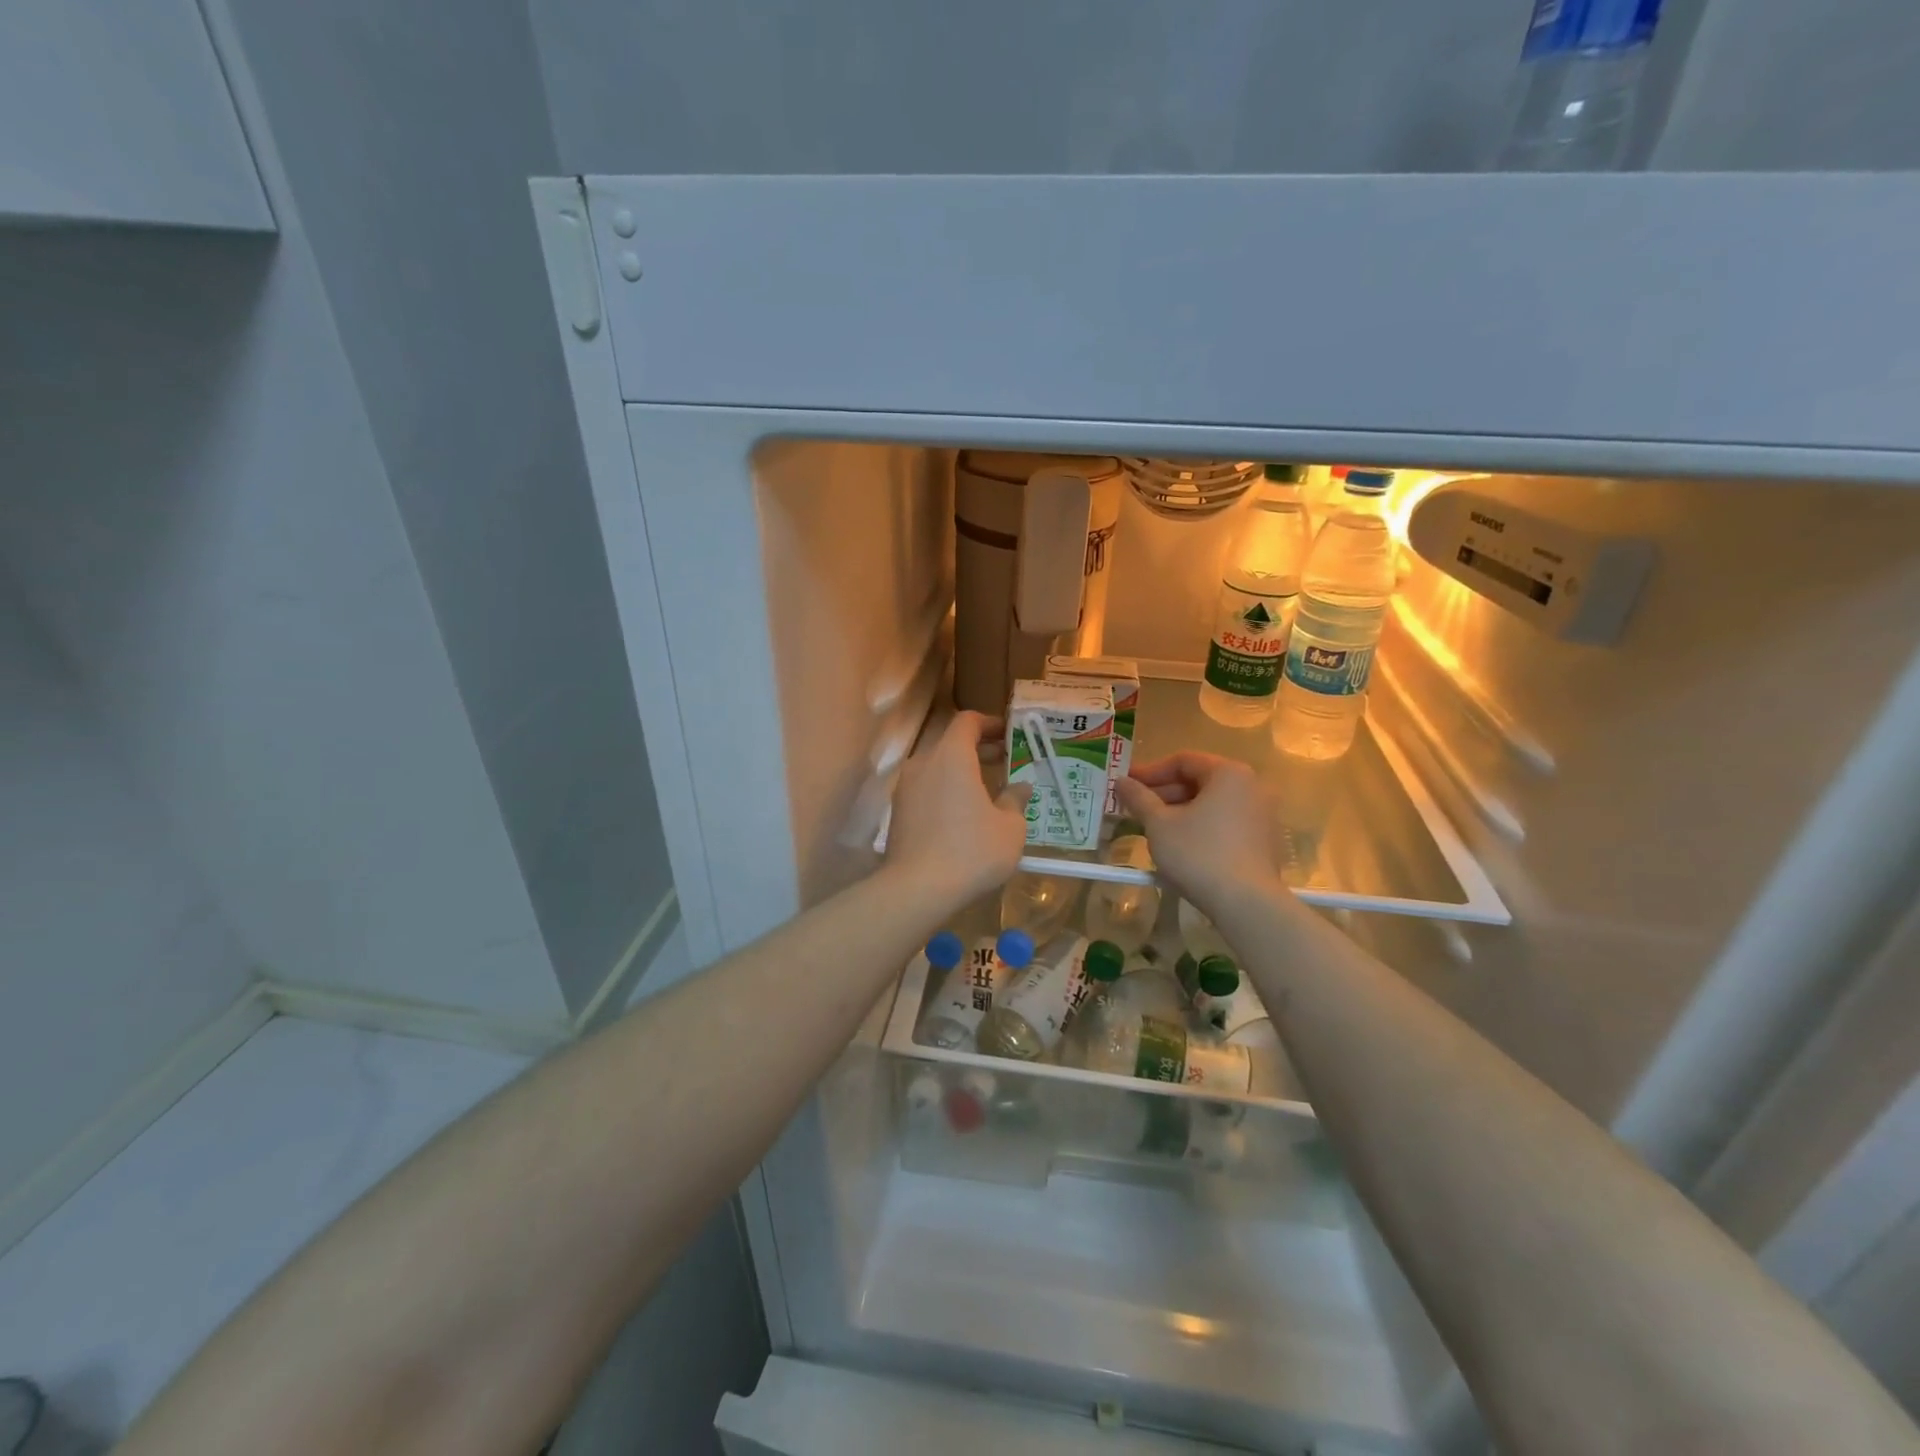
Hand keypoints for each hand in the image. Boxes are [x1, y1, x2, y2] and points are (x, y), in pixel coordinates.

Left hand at [885, 711, 1030, 910]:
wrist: (917, 889)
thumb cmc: (971, 852)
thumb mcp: (1009, 828)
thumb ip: (1015, 801)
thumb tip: (1020, 787)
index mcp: (951, 756)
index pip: (967, 721)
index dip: (990, 723)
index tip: (1009, 734)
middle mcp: (923, 762)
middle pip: (950, 742)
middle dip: (978, 748)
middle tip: (1004, 761)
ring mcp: (905, 787)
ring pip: (936, 766)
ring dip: (960, 771)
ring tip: (985, 791)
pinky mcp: (898, 811)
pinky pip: (925, 789)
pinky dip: (944, 790)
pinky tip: (961, 815)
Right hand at [1115, 752, 1283, 916]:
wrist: (1246, 903)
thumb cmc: (1198, 854)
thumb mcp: (1159, 824)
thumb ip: (1138, 797)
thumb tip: (1120, 781)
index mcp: (1228, 773)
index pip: (1183, 761)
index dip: (1150, 772)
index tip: (1126, 785)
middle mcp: (1252, 786)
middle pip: (1199, 780)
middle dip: (1164, 793)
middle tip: (1136, 808)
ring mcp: (1262, 814)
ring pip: (1212, 803)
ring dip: (1180, 811)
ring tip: (1153, 828)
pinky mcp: (1265, 840)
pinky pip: (1226, 822)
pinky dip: (1201, 826)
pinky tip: (1180, 845)